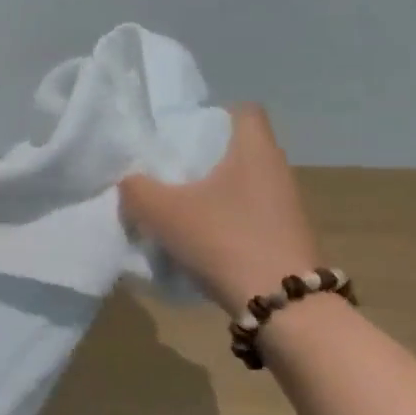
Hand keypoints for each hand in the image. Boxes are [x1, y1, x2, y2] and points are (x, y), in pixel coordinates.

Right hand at [119, 104, 322, 315]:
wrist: (280, 304)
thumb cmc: (223, 240)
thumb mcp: (162, 212)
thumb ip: (136, 189)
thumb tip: (129, 181)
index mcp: (254, 150)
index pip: (243, 110)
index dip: (211, 116)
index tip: (181, 135)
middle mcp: (277, 170)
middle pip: (238, 149)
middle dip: (204, 158)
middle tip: (167, 172)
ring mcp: (286, 206)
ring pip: (242, 184)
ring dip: (213, 193)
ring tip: (177, 210)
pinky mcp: (285, 237)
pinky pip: (249, 215)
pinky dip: (225, 221)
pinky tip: (200, 240)